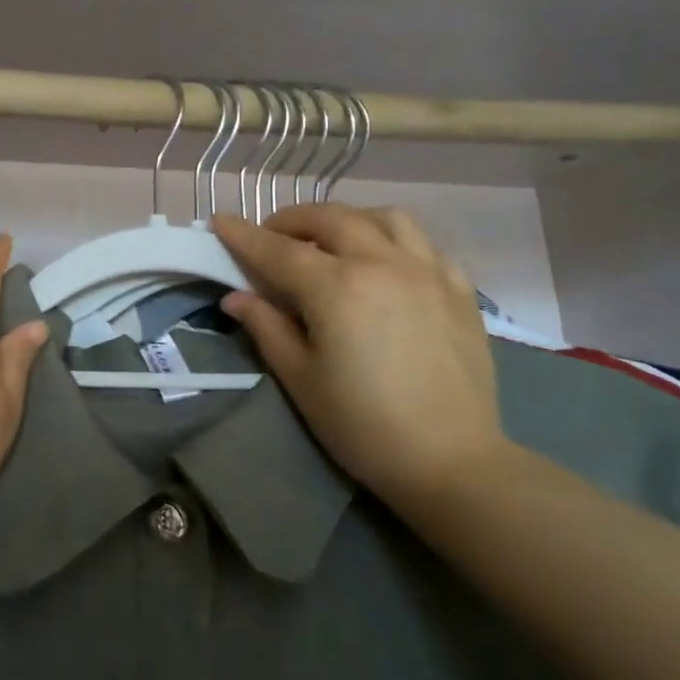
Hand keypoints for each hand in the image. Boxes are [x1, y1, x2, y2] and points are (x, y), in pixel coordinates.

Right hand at [213, 205, 507, 507]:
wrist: (451, 461)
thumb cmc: (362, 425)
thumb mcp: (300, 379)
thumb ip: (266, 328)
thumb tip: (236, 298)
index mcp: (337, 288)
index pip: (278, 250)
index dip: (244, 235)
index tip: (220, 221)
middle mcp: (383, 264)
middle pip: (330, 219)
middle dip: (292, 220)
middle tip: (271, 237)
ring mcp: (428, 272)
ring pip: (384, 218)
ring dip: (347, 219)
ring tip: (330, 240)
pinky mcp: (459, 290)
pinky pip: (424, 244)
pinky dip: (394, 240)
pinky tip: (383, 262)